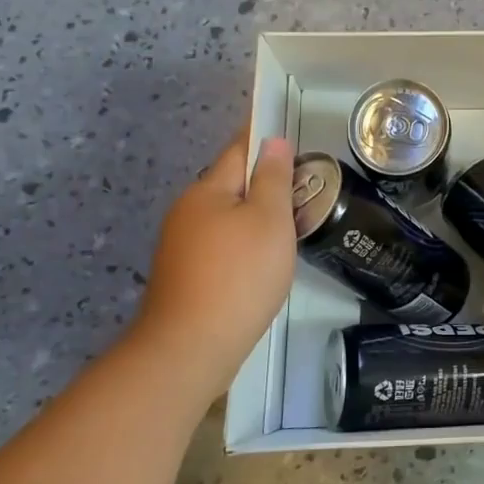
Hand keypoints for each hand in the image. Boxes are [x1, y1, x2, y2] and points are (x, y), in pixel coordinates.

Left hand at [131, 125, 296, 399]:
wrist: (190, 348)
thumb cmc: (239, 275)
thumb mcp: (269, 219)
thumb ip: (274, 177)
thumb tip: (274, 141)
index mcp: (207, 190)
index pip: (239, 150)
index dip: (264, 139)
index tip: (289, 135)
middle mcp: (187, 211)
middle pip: (231, 185)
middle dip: (263, 183)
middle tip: (303, 192)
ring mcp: (180, 246)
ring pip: (226, 218)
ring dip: (254, 217)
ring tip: (289, 229)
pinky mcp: (183, 277)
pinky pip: (219, 245)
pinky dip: (242, 245)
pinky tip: (261, 264)